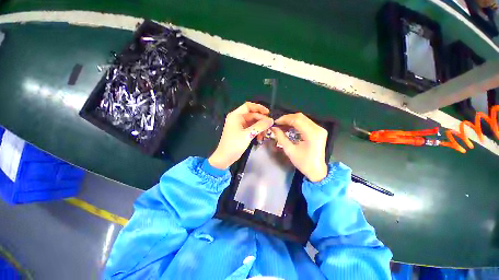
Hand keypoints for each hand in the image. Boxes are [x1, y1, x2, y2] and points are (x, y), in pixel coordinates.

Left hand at [209, 102, 273, 168]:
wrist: (225, 157)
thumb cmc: (234, 144)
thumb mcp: (248, 134)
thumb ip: (260, 126)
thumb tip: (271, 120)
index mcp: (236, 116)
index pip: (248, 106)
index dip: (258, 107)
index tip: (268, 112)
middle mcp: (237, 119)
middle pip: (252, 115)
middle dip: (261, 120)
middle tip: (270, 125)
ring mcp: (240, 126)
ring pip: (253, 122)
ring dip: (260, 127)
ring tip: (266, 133)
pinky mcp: (242, 132)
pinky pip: (251, 128)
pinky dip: (257, 131)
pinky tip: (260, 137)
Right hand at [271, 113, 327, 181]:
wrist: (317, 171)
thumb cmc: (303, 163)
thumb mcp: (290, 150)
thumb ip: (281, 137)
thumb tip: (274, 128)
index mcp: (312, 134)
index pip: (297, 120)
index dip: (285, 119)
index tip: (276, 122)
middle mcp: (318, 129)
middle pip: (300, 117)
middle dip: (287, 118)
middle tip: (278, 123)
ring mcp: (320, 129)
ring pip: (303, 118)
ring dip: (291, 120)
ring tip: (282, 125)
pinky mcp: (319, 131)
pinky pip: (306, 122)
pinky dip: (296, 123)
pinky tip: (289, 127)